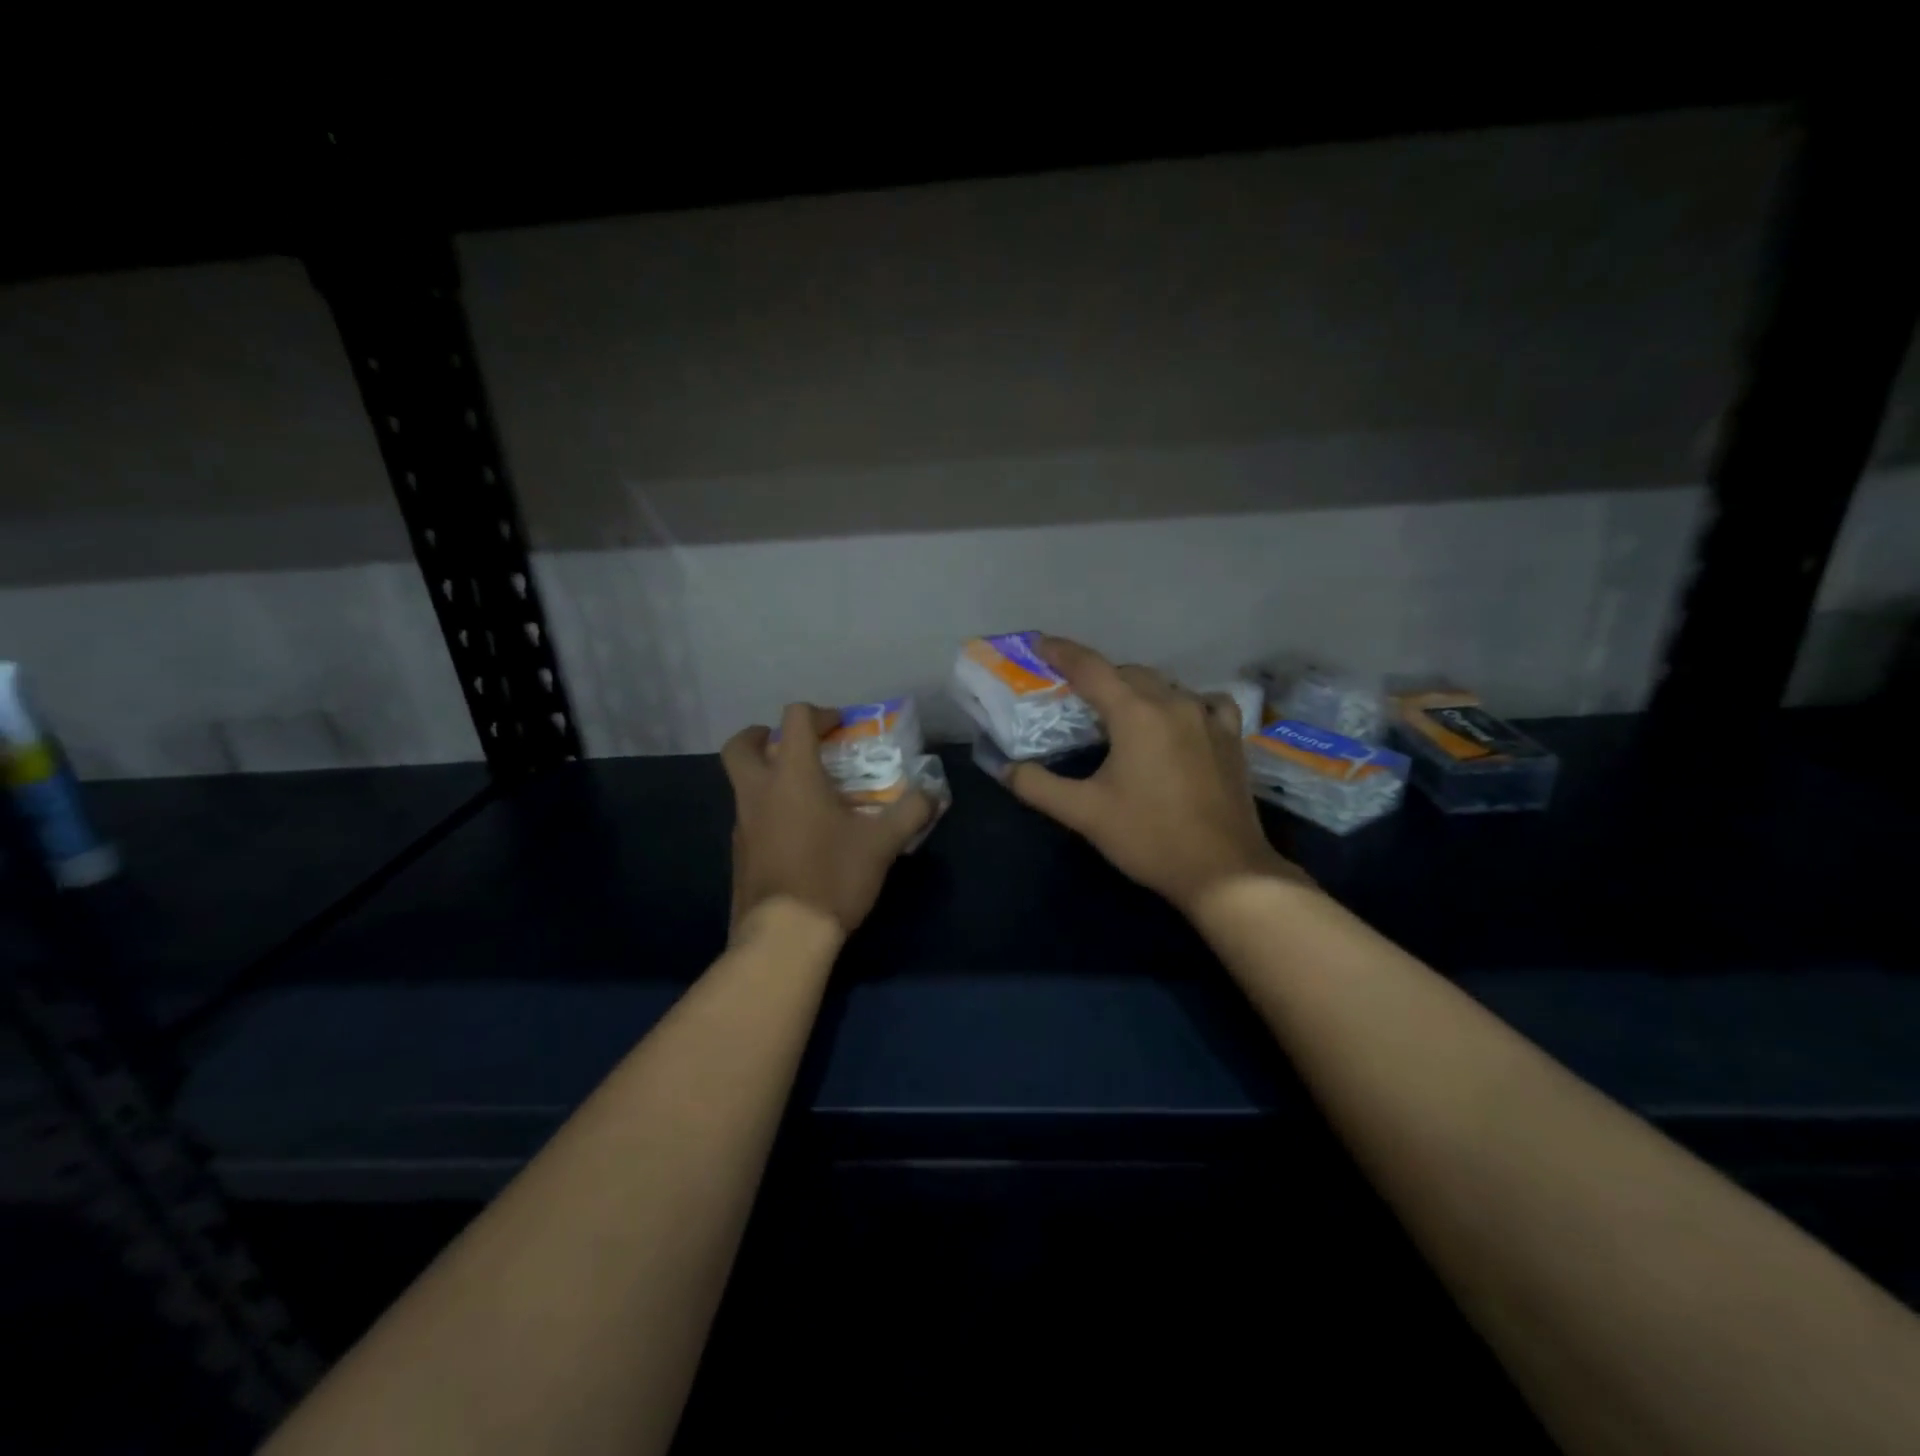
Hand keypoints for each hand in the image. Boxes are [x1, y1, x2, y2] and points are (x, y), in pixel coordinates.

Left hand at [722, 703, 935, 935]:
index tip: (840, 727)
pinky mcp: (738, 854)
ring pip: (741, 783)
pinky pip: (748, 816)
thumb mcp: (883, 843)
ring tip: (804, 794)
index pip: (795, 718)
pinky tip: (797, 834)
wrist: (784, 936)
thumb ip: (911, 811)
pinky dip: (767, 810)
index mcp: (793, 776)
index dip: (819, 714)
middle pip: (741, 745)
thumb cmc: (833, 876)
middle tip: (790, 744)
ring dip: (766, 776)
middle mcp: (759, 792)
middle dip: (762, 735)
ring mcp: (742, 824)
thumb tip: (932, 793)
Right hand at [1008, 637, 1304, 915]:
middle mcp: (1174, 702)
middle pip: (1127, 673)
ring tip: (1119, 710)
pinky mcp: (1230, 737)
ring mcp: (1208, 718)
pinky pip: (1204, 701)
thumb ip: (1038, 786)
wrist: (1224, 870)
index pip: (1091, 668)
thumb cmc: (1149, 837)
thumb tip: (1005, 768)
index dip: (1061, 652)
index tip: (1039, 643)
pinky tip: (1178, 718)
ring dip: (1136, 688)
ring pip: (1164, 684)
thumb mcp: (1084, 813)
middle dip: (1098, 676)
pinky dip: (1183, 701)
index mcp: (1135, 713)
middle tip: (1073, 694)